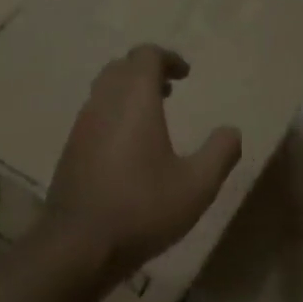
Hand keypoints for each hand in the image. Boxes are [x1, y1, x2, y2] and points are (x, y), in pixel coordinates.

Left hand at [46, 45, 242, 279]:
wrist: (79, 245)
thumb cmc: (142, 209)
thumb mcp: (197, 185)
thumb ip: (220, 153)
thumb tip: (232, 131)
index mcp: (134, 102)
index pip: (145, 56)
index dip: (168, 58)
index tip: (186, 74)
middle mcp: (103, 104)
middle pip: (120, 67)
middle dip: (146, 71)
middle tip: (170, 89)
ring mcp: (81, 127)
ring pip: (103, 91)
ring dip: (128, 93)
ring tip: (152, 116)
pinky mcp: (70, 151)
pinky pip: (93, 115)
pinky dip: (113, 114)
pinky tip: (128, 148)